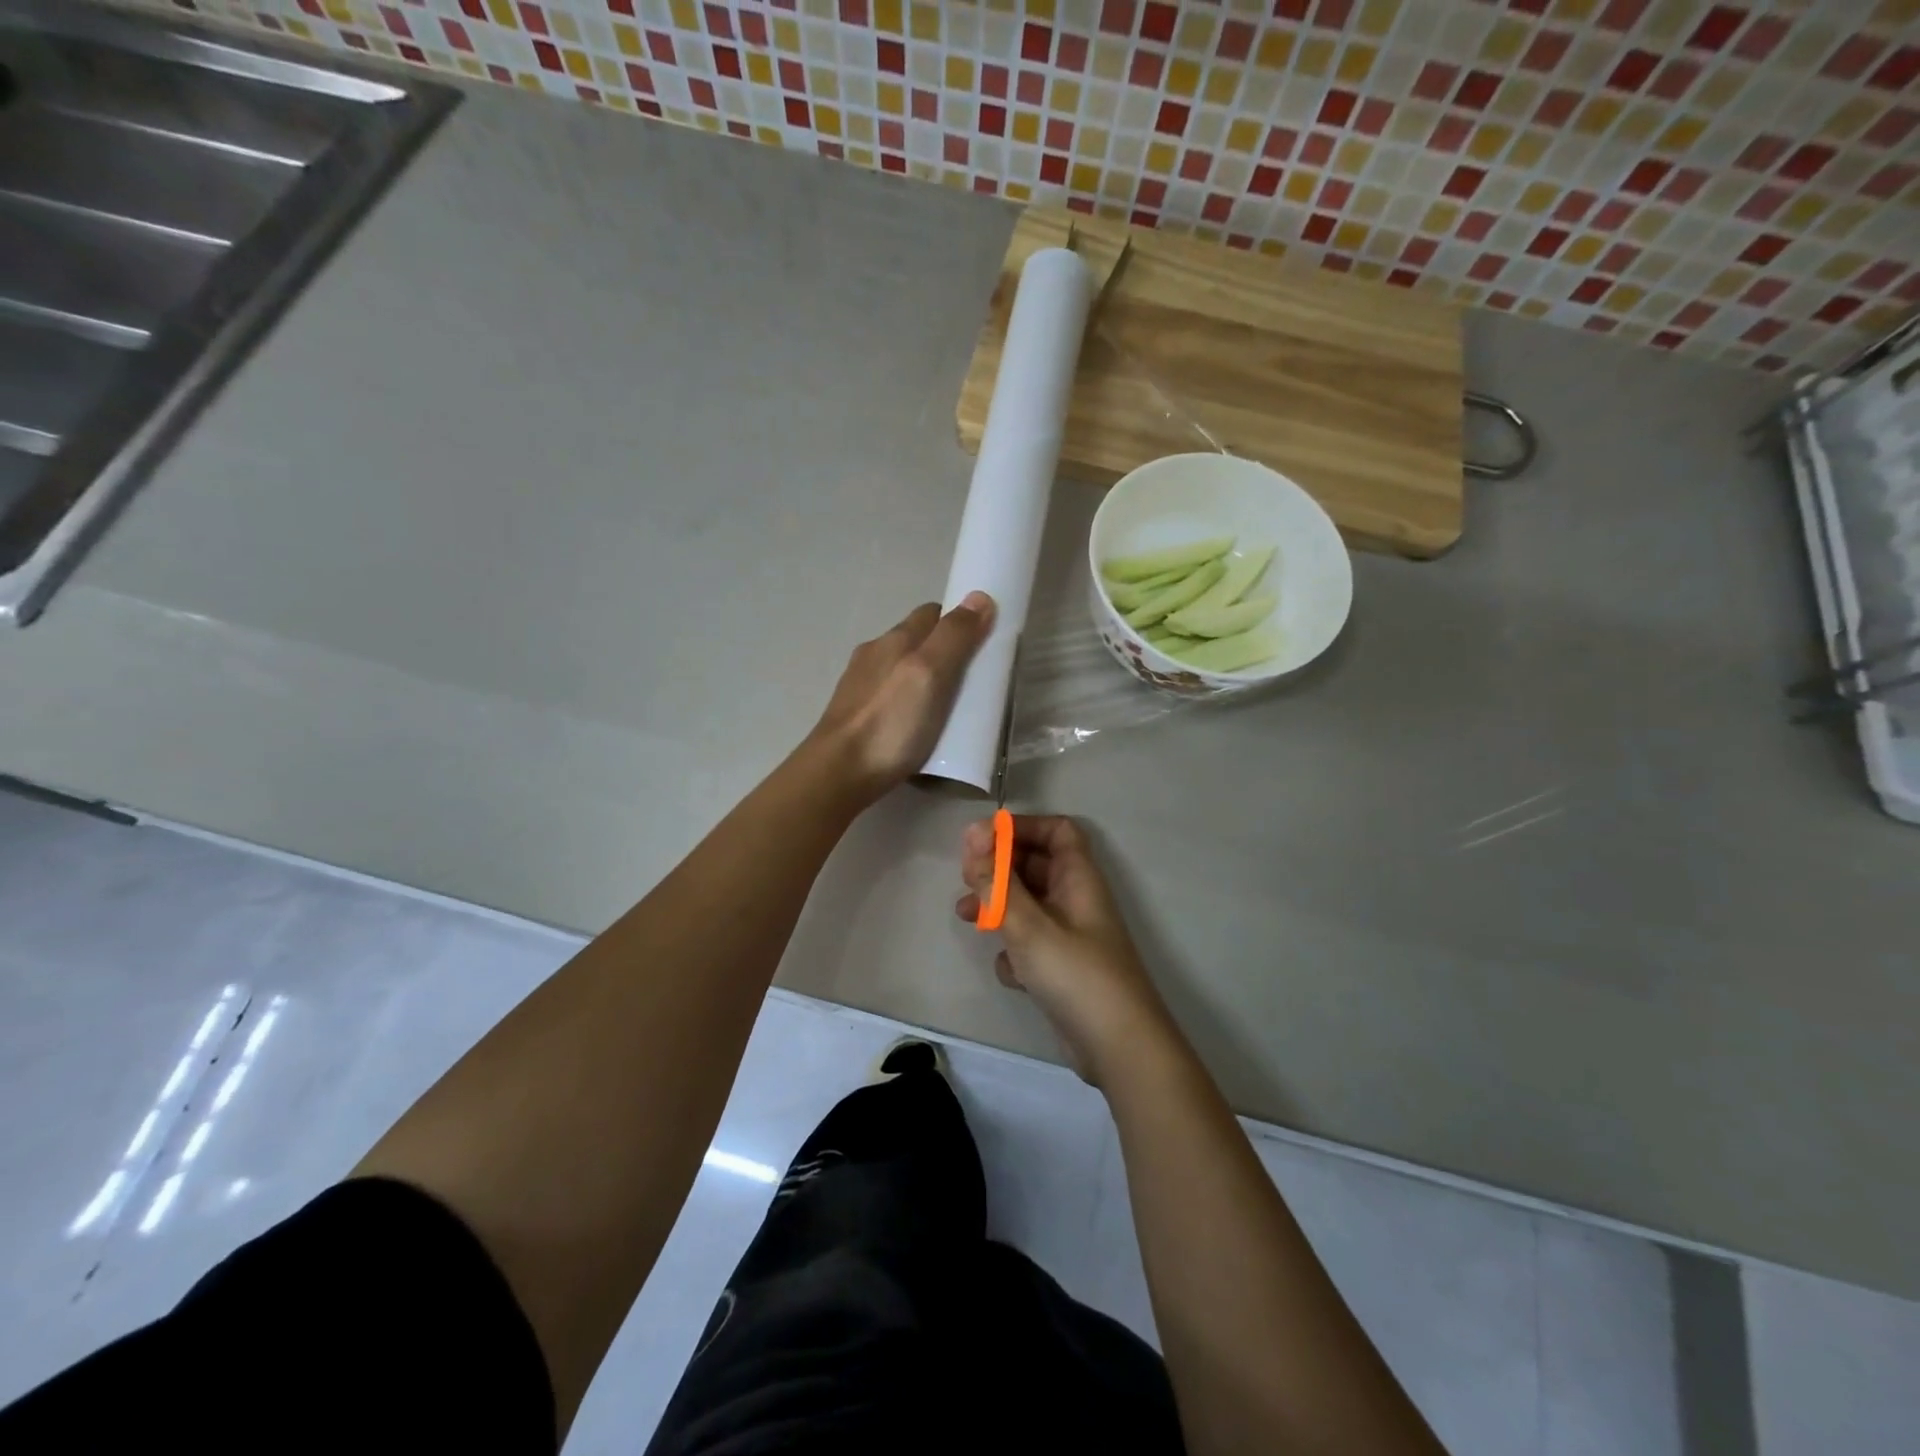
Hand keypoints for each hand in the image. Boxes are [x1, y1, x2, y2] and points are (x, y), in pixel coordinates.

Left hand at [810, 593, 995, 799]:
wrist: (839, 772)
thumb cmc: (890, 722)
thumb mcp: (930, 674)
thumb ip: (954, 637)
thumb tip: (979, 596)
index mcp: (894, 639)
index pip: (932, 614)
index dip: (958, 622)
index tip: (982, 642)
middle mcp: (874, 654)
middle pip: (915, 640)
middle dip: (943, 650)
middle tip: (971, 678)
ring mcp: (860, 685)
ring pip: (900, 669)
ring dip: (924, 677)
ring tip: (947, 705)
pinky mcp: (854, 714)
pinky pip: (890, 696)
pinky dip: (908, 700)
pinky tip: (916, 723)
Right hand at [956, 815, 1177, 1083]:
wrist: (1119, 1048)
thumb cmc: (1076, 975)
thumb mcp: (1028, 925)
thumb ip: (996, 881)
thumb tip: (972, 833)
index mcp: (1078, 878)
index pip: (1056, 830)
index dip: (1021, 828)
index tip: (983, 841)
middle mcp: (1076, 900)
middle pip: (1036, 865)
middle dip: (999, 868)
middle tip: (968, 879)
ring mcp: (1070, 935)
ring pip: (1028, 905)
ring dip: (998, 906)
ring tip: (966, 916)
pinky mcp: (1062, 968)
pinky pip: (1031, 943)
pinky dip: (1014, 951)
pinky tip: (1010, 972)